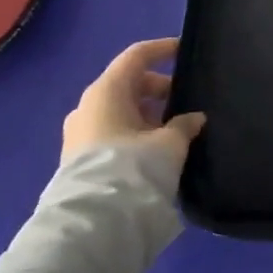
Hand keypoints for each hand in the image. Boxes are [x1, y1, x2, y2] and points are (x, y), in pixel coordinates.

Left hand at [61, 38, 205, 170]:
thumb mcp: (170, 142)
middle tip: (185, 98)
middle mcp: (88, 106)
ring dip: (146, 113)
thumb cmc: (133, 166)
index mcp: (107, 90)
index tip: (185, 51)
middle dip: (158, 87)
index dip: (162, 49)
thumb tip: (194, 118)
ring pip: (119, 110)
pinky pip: (112, 131)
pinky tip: (154, 148)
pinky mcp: (79, 159)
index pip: (137, 56)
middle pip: (127, 83)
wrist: (93, 223)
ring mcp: (80, 133)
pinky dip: (134, 131)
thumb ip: (184, 124)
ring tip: (174, 127)